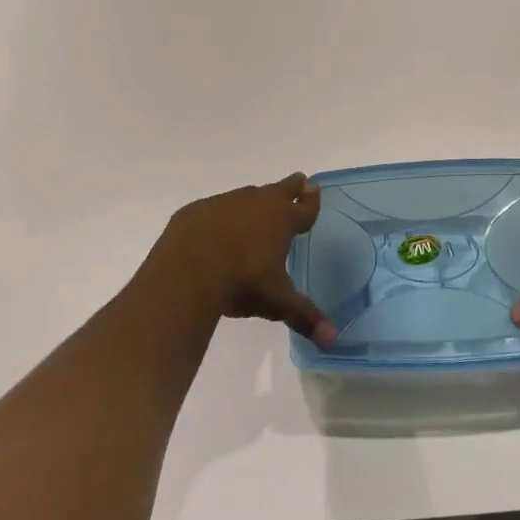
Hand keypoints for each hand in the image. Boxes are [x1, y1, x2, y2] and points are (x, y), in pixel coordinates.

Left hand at [139, 173, 336, 344]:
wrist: (187, 270)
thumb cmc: (242, 282)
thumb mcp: (277, 302)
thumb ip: (305, 317)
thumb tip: (332, 339)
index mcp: (282, 219)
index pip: (304, 207)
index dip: (312, 201)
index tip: (315, 189)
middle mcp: (257, 203)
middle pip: (280, 189)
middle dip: (292, 186)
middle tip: (300, 180)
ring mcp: (225, 203)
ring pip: (247, 196)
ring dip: (255, 202)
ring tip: (258, 208)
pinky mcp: (197, 210)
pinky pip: (216, 209)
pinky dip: (221, 216)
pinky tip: (217, 229)